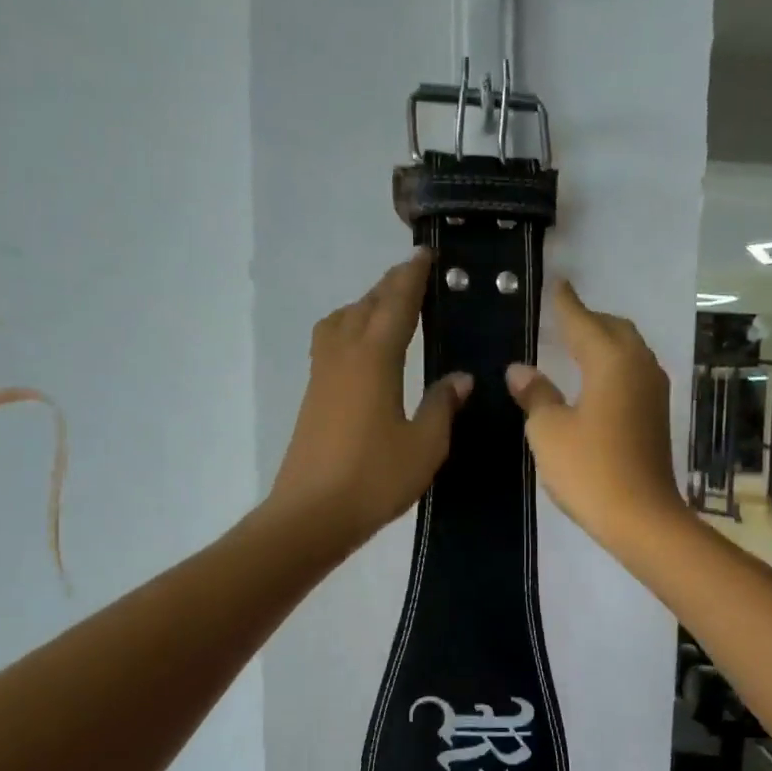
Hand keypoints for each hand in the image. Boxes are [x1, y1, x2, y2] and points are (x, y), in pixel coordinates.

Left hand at [268, 250, 470, 552]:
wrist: (311, 515)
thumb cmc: (374, 479)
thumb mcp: (424, 446)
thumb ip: (442, 406)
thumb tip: (460, 378)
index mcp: (374, 358)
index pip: (396, 303)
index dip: (412, 277)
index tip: (425, 255)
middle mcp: (344, 355)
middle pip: (365, 305)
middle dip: (390, 287)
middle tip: (415, 278)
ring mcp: (322, 375)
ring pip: (340, 321)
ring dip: (364, 306)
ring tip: (388, 312)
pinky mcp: (312, 397)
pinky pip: (330, 344)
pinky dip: (350, 330)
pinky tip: (364, 352)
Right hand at [505, 280, 685, 549]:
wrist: (641, 516)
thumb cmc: (589, 470)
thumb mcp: (549, 431)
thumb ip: (535, 394)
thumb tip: (520, 370)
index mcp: (611, 361)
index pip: (583, 321)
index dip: (565, 304)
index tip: (556, 284)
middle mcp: (639, 367)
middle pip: (615, 329)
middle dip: (589, 320)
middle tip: (563, 318)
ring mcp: (653, 392)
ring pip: (629, 351)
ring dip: (605, 343)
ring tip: (578, 347)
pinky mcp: (656, 416)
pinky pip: (633, 374)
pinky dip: (613, 366)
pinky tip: (597, 381)